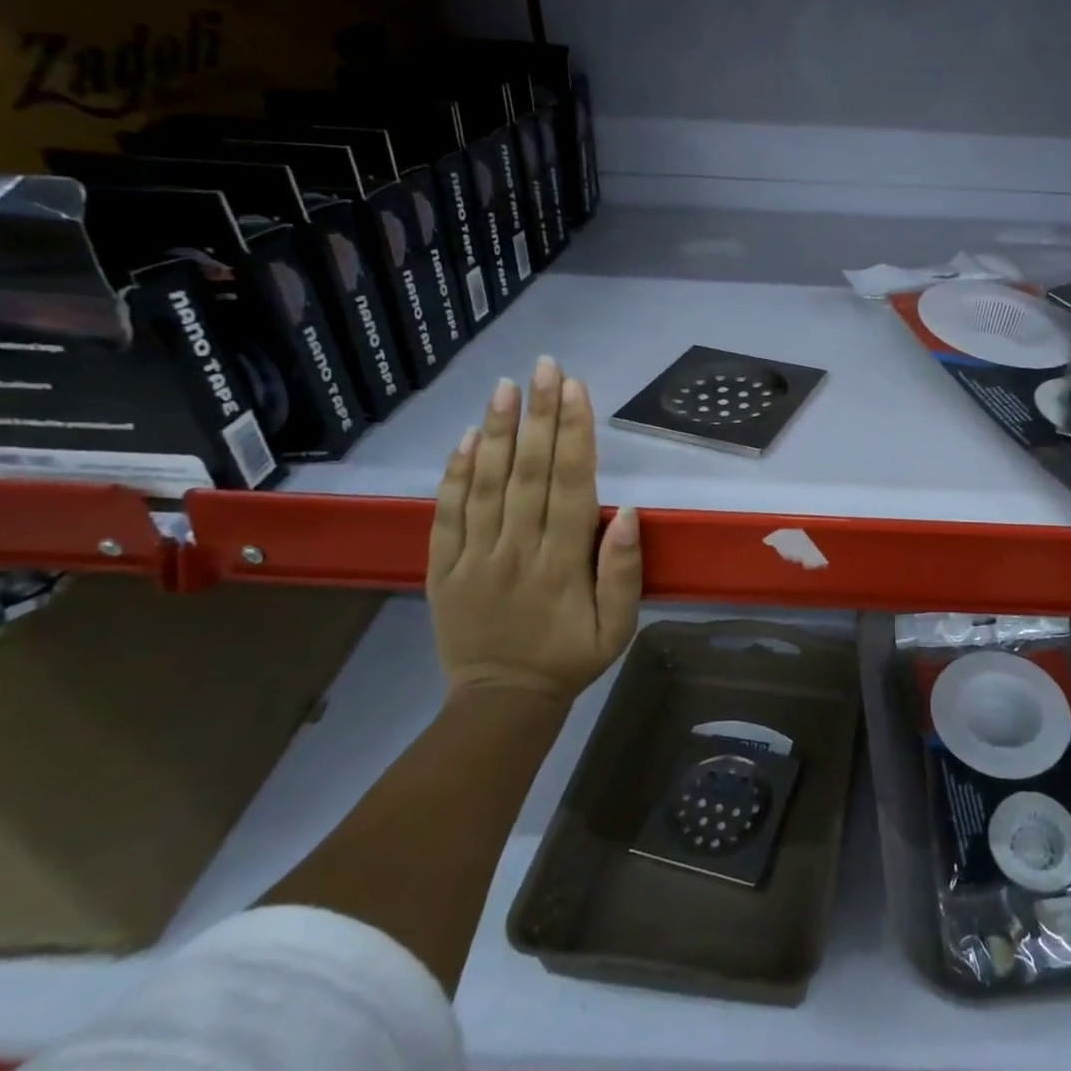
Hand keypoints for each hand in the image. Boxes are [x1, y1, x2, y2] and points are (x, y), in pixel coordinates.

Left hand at [426, 356, 641, 701]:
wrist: (501, 703)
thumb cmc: (570, 658)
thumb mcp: (618, 627)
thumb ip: (623, 571)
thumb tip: (627, 511)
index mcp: (562, 562)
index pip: (571, 484)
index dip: (574, 434)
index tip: (577, 389)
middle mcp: (517, 549)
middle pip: (528, 472)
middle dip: (540, 416)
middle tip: (545, 367)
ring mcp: (474, 557)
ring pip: (485, 484)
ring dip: (496, 432)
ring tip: (505, 386)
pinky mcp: (442, 568)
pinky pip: (445, 515)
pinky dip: (453, 474)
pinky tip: (464, 438)